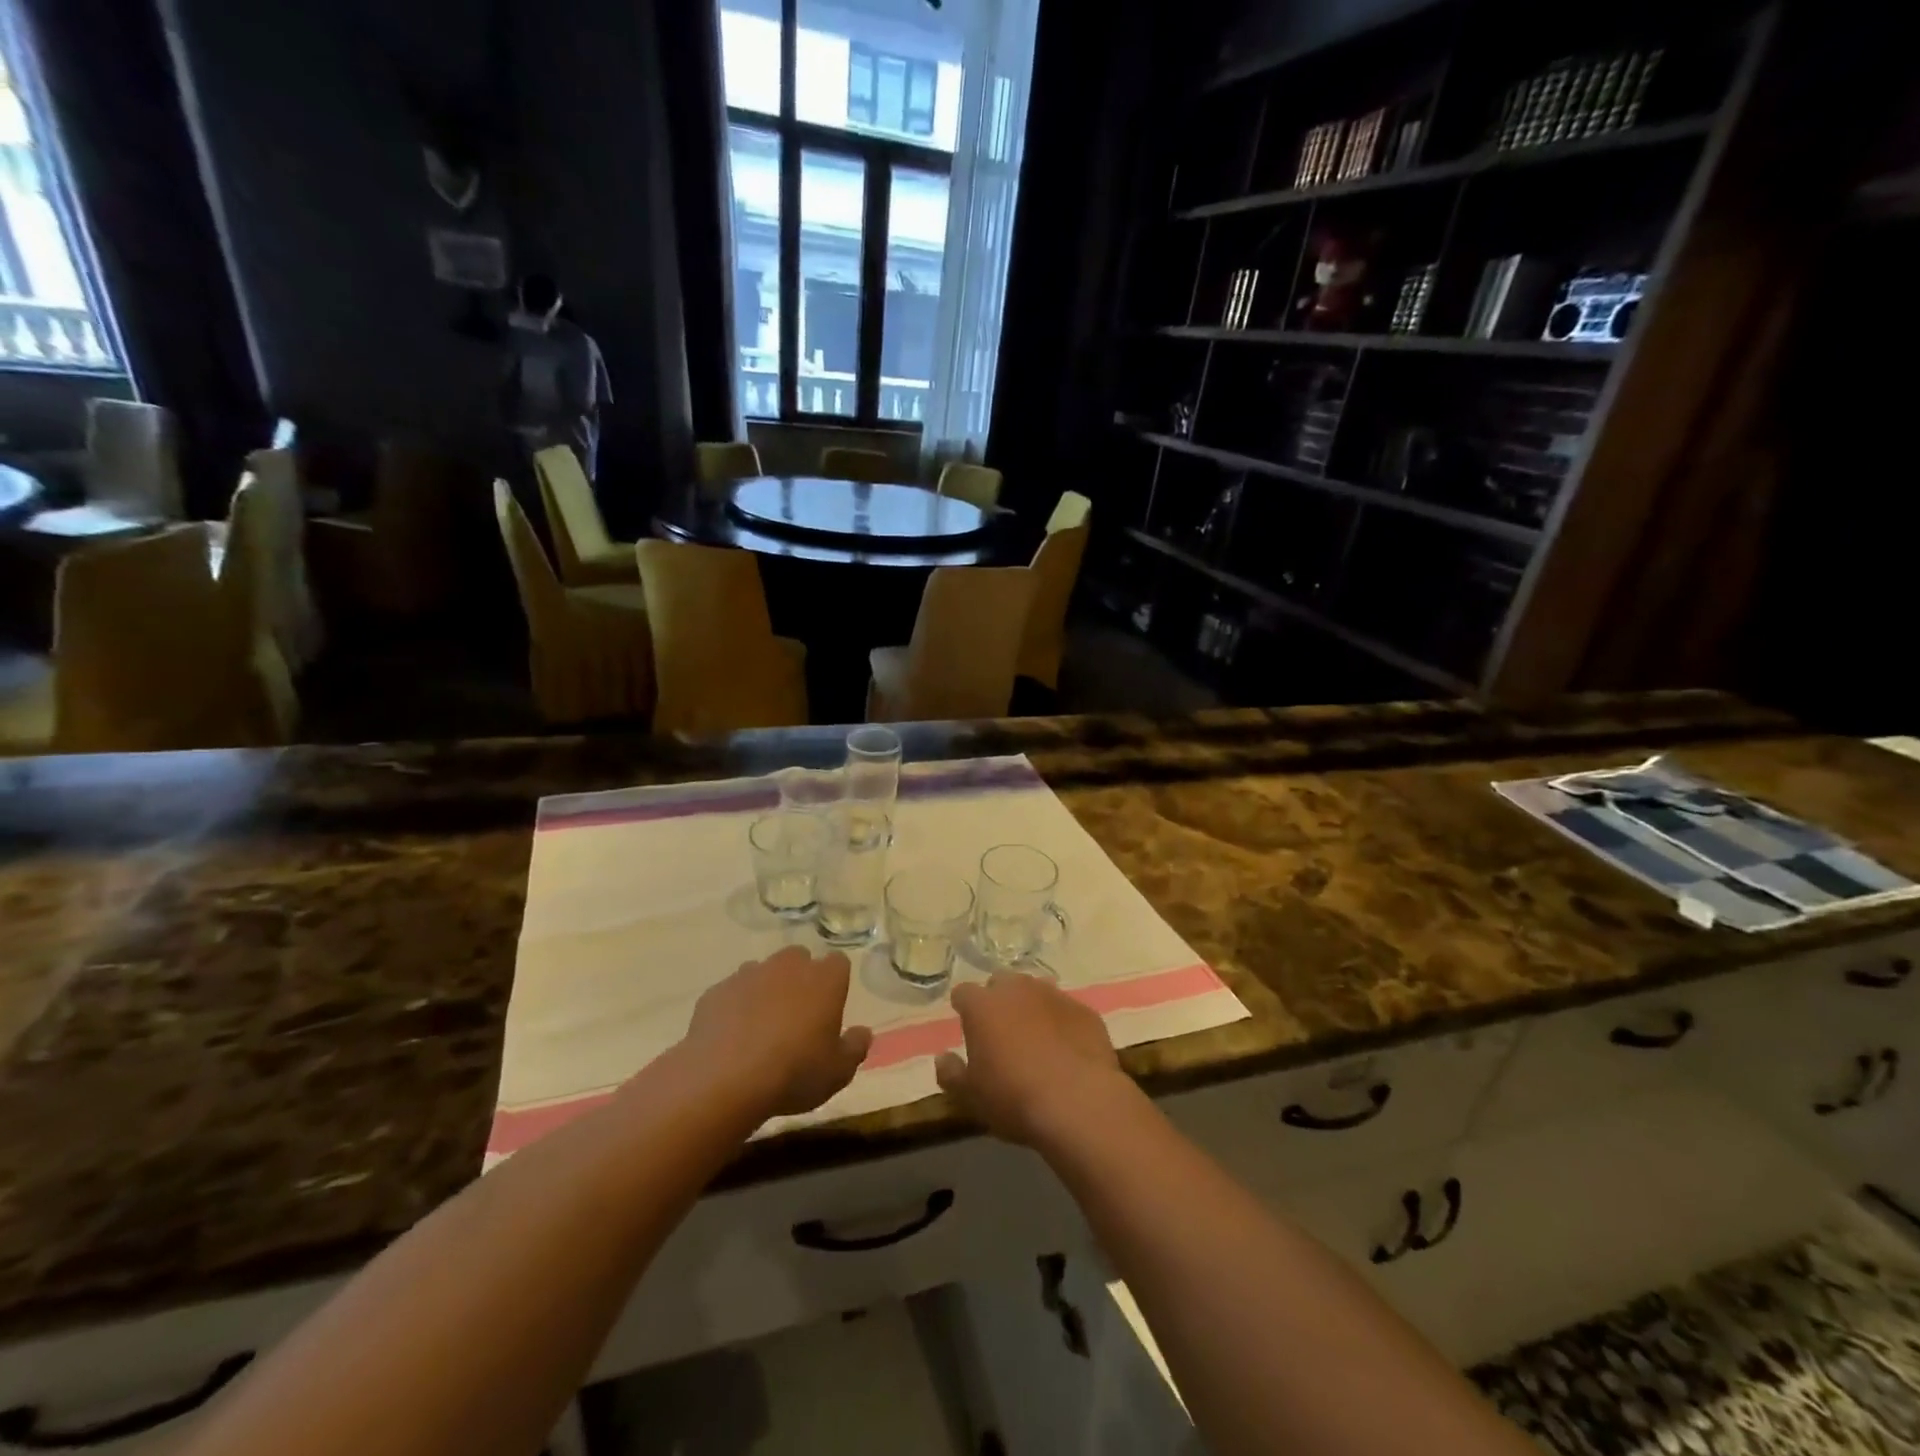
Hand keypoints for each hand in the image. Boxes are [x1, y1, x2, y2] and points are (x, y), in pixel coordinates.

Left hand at [682, 947, 872, 1117]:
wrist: (724, 1079)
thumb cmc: (794, 1072)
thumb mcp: (838, 1072)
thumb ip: (855, 1048)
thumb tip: (862, 1033)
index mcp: (825, 980)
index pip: (839, 963)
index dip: (836, 981)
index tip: (831, 1005)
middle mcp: (788, 966)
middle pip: (799, 959)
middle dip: (800, 978)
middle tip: (797, 1014)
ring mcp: (749, 974)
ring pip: (763, 972)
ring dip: (766, 990)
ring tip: (762, 1026)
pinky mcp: (717, 991)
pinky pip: (732, 992)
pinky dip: (735, 1006)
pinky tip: (732, 1036)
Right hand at [935, 973, 1136, 1145]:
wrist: (1079, 1103)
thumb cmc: (1014, 1098)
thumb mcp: (971, 1096)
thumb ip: (951, 1074)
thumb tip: (943, 1058)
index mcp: (983, 1005)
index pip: (963, 993)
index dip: (964, 1008)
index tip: (967, 1027)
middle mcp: (1018, 990)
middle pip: (1002, 983)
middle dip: (999, 1001)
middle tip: (1002, 1032)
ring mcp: (1055, 996)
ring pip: (1037, 992)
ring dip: (1032, 1008)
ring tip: (1036, 1040)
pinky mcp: (1084, 1011)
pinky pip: (1066, 1011)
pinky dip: (1062, 1024)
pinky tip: (1067, 1051)